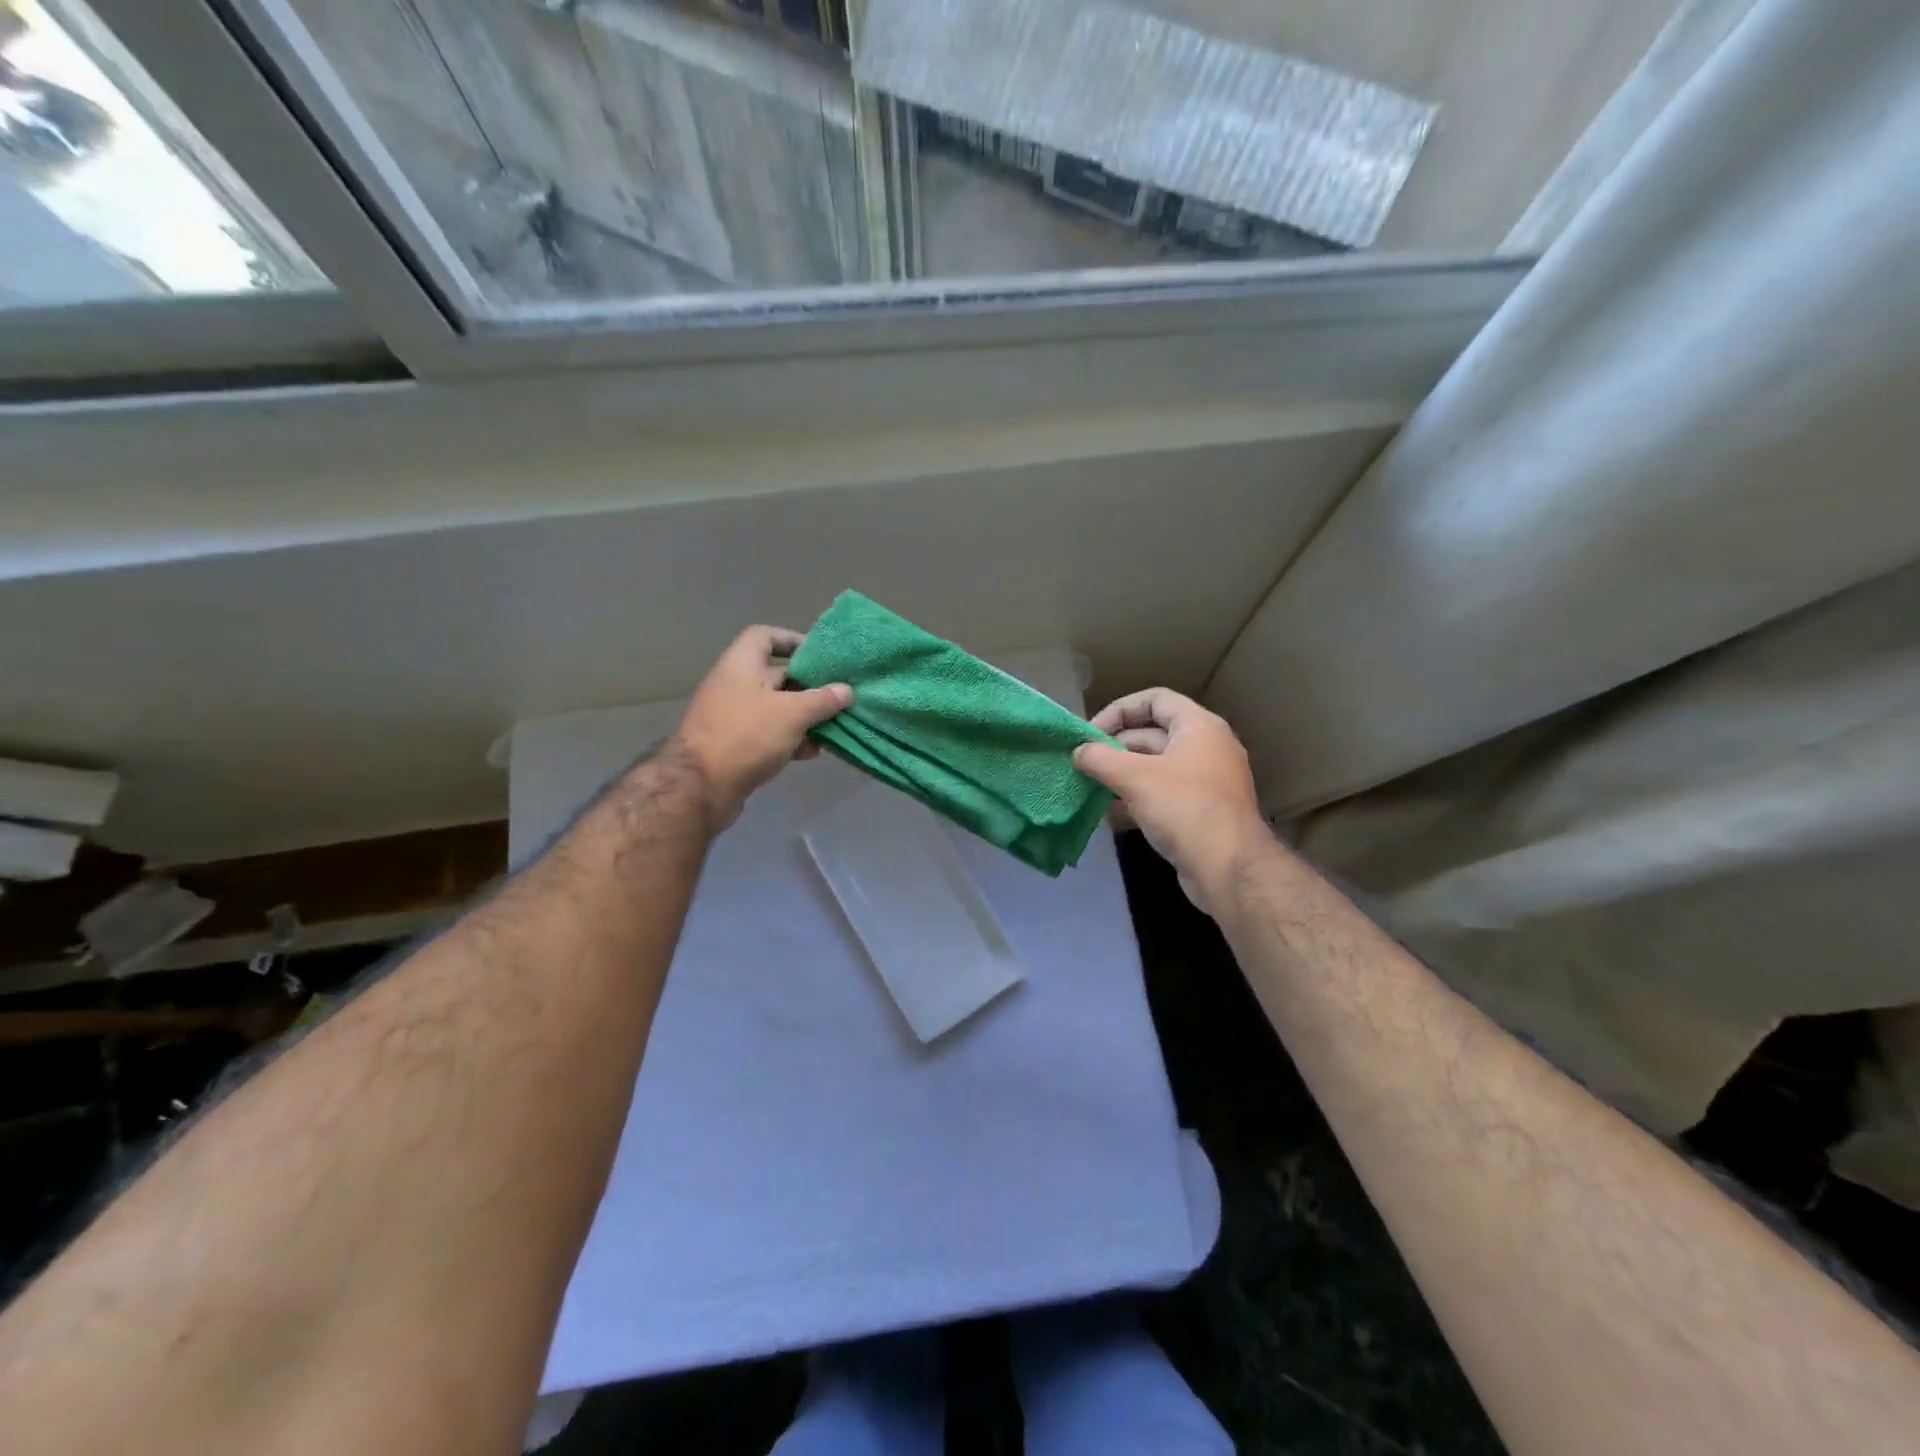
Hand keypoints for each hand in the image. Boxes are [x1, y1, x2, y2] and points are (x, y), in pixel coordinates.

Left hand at [671, 626, 851, 828]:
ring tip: (832, 727)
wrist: (701, 787)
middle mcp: (734, 685)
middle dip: (808, 685)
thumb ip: (822, 700)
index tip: (819, 655)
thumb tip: (846, 690)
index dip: (791, 640)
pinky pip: (768, 733)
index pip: (764, 636)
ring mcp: (733, 716)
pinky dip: (790, 739)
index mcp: (741, 665)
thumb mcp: (792, 714)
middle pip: (776, 675)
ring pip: (776, 708)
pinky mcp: (735, 744)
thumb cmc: (747, 735)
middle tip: (839, 695)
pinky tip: (811, 752)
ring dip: (803, 717)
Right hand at [1073, 688, 1271, 912]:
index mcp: (1198, 727)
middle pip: (1153, 734)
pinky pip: (1163, 795)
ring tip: (1090, 787)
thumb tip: (1079, 752)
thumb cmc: (1184, 808)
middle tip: (1084, 763)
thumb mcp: (1134, 777)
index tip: (1091, 733)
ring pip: (1155, 768)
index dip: (1119, 710)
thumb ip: (1100, 758)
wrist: (1228, 868)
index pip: (1155, 699)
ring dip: (1122, 775)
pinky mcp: (1200, 813)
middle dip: (1115, 747)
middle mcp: (1206, 748)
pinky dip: (1136, 799)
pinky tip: (1109, 814)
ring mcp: (1205, 782)